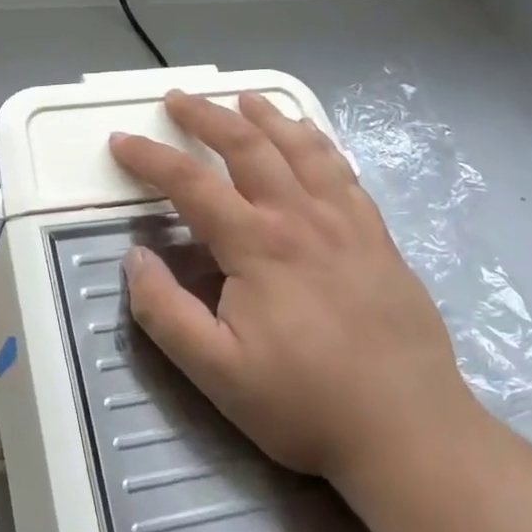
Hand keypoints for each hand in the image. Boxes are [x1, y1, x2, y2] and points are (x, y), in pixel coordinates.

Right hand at [108, 91, 472, 484]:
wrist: (411, 432)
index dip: (150, 158)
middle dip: (207, 116)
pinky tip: (310, 138)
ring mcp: (347, 222)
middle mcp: (301, 217)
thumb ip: (165, 312)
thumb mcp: (216, 373)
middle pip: (248, 146)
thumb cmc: (305, 404)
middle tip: (177, 98)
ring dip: (266, 117)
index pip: (190, 183)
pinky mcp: (378, 237)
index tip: (120, 141)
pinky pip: (343, 171)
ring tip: (243, 99)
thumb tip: (136, 257)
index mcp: (258, 245)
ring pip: (302, 147)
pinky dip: (318, 143)